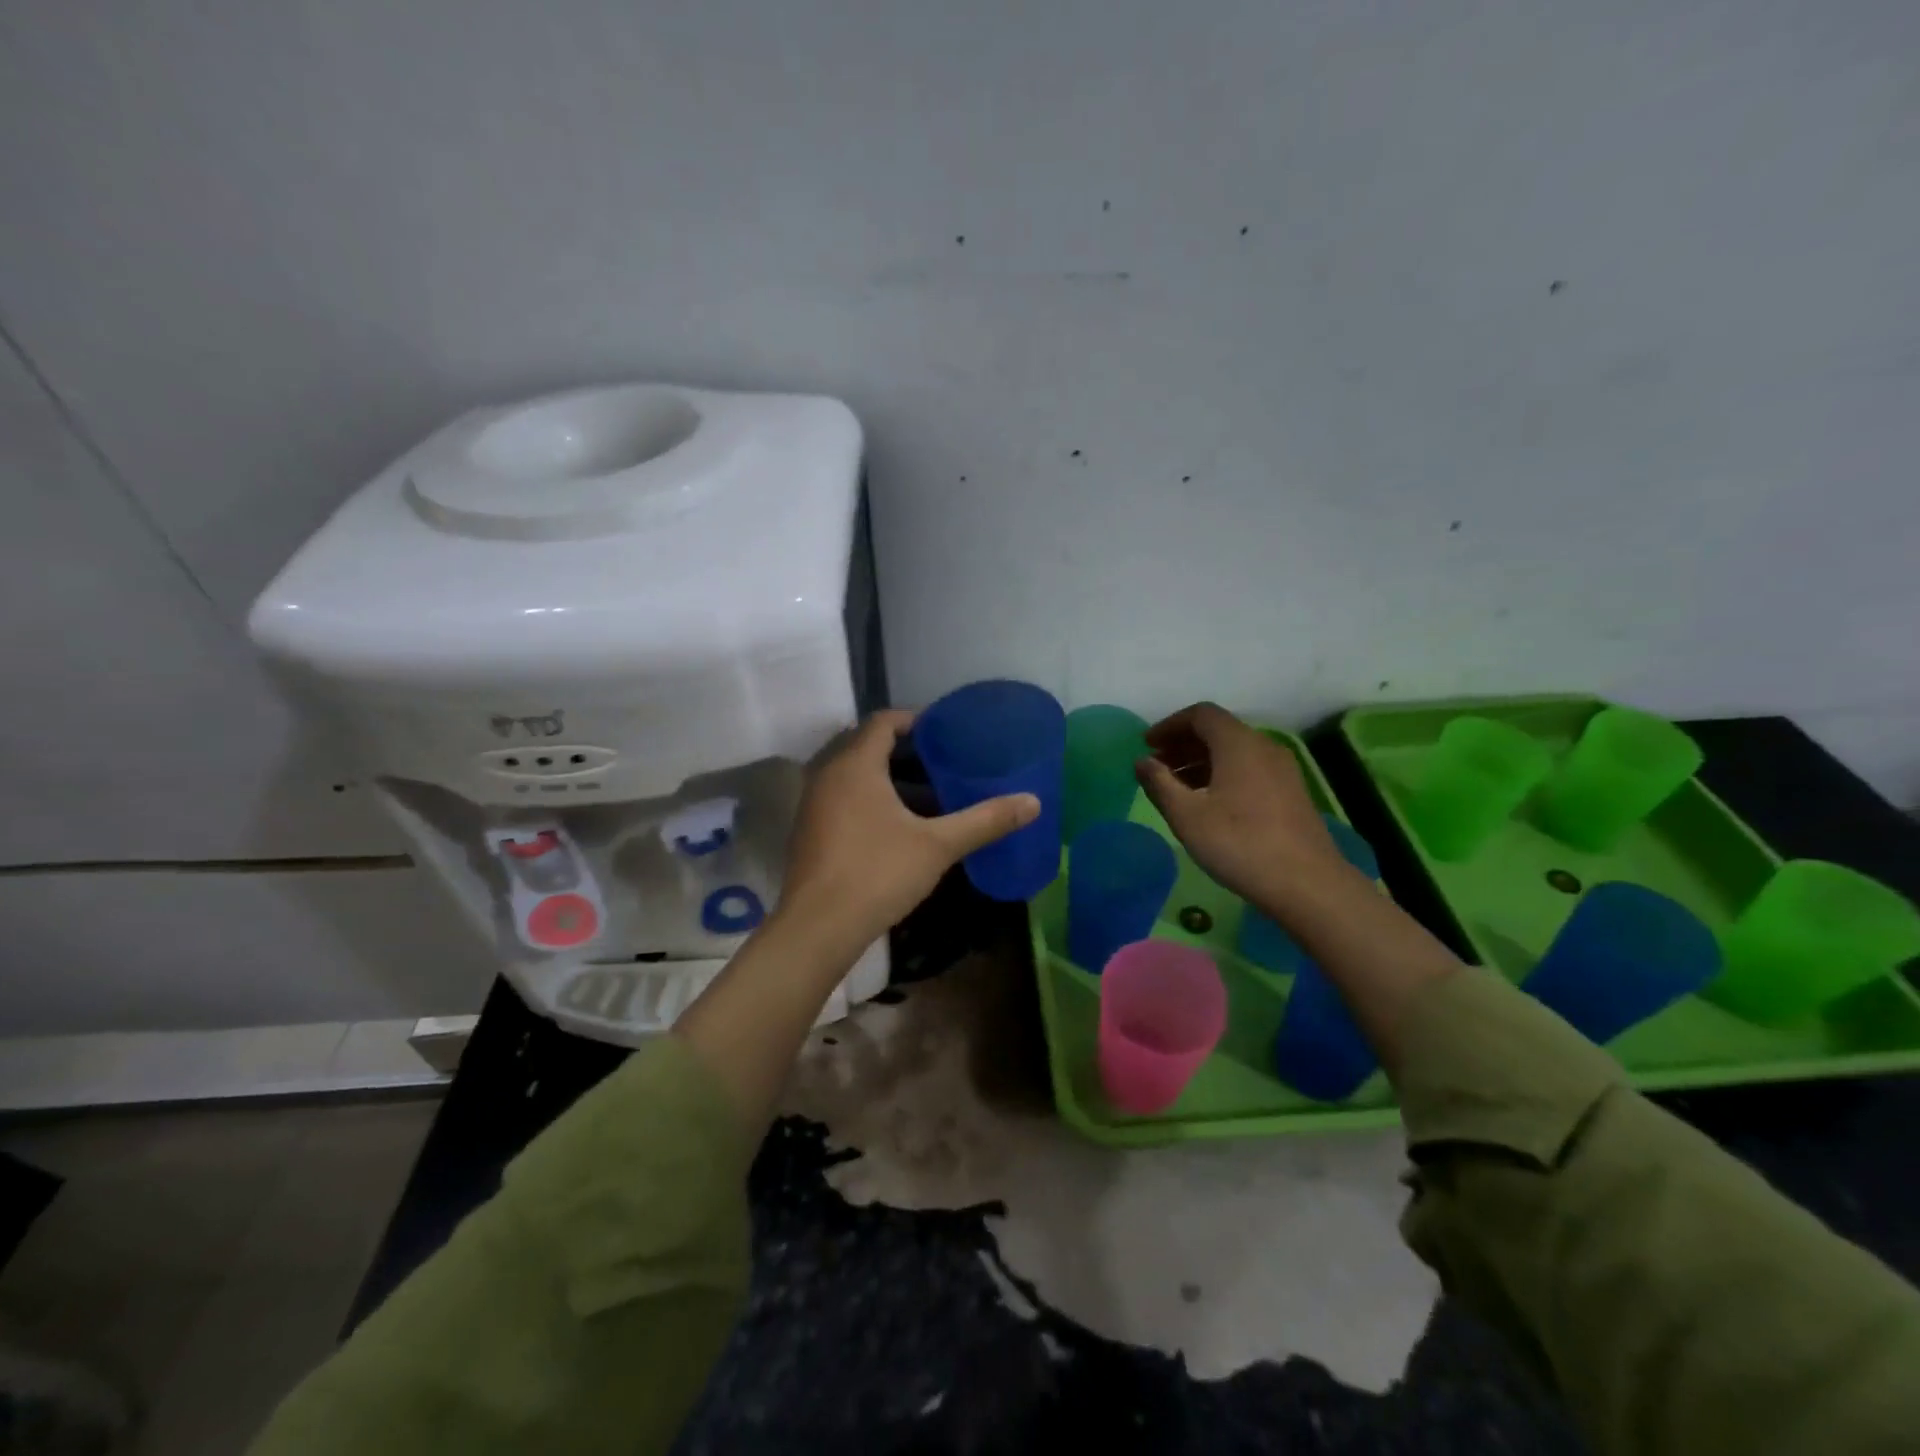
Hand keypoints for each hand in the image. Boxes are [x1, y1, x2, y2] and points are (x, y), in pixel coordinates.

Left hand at [778, 709, 1039, 952]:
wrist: (817, 927)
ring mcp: (813, 803)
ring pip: (852, 773)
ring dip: (885, 776)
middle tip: (941, 761)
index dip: (914, 720)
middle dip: (903, 749)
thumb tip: (1033, 802)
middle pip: (866, 744)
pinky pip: (841, 796)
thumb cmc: (877, 874)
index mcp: (855, 765)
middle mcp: (827, 775)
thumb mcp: (938, 846)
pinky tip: (896, 825)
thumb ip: (984, 820)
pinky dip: (868, 798)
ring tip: (926, 793)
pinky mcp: (809, 830)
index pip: (882, 721)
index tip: (945, 733)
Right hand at [1135, 702, 1349, 908]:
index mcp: (1238, 744)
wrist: (1307, 884)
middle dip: (1183, 744)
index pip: (1201, 714)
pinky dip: (1222, 774)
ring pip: (1234, 751)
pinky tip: (1208, 803)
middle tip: (1157, 767)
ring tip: (1176, 787)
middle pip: (1218, 730)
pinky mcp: (1290, 792)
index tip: (1147, 745)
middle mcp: (1263, 747)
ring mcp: (1282, 770)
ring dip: (1201, 761)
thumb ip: (1159, 784)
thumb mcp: (1187, 816)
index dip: (1170, 725)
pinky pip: (1249, 768)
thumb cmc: (1239, 844)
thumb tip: (1142, 762)